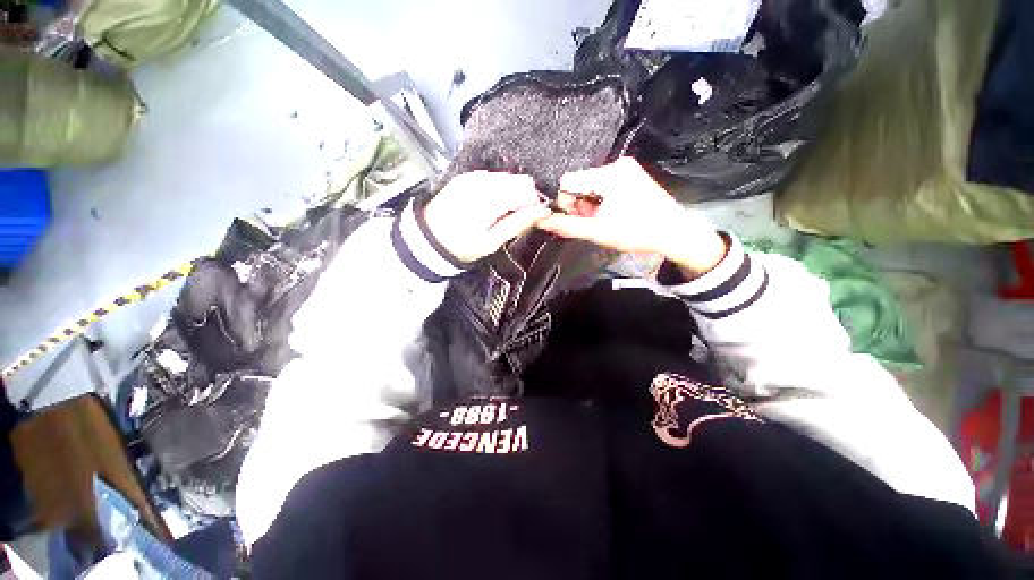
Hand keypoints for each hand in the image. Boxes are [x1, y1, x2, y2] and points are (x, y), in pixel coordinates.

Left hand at [423, 171, 551, 262]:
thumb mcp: (492, 241)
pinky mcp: (466, 177)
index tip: (532, 218)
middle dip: (523, 197)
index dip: (534, 203)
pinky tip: (490, 205)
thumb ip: (518, 223)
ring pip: (507, 178)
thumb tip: (543, 211)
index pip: (526, 189)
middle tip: (515, 218)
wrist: (428, 238)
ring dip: (511, 194)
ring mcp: (472, 176)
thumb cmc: (462, 246)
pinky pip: (492, 178)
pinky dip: (498, 190)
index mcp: (490, 198)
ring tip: (501, 214)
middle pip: (519, 180)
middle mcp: (482, 181)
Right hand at [537, 157, 727, 276]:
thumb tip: (542, 221)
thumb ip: (568, 226)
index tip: (578, 218)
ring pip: (590, 184)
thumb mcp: (598, 232)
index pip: (568, 181)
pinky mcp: (631, 173)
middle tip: (592, 221)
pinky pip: (603, 183)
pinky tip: (611, 211)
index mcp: (608, 175)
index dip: (566, 202)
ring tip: (604, 218)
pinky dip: (601, 198)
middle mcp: (616, 165)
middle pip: (579, 182)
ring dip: (590, 203)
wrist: (673, 232)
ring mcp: (626, 168)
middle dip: (580, 204)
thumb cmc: (637, 232)